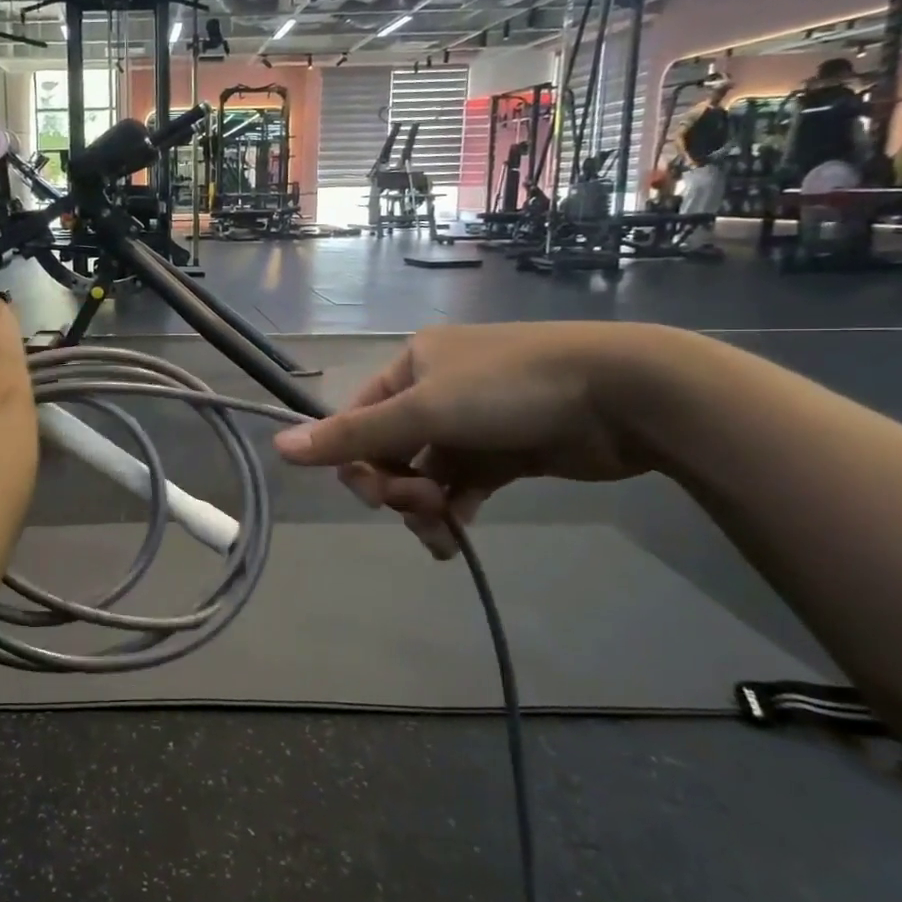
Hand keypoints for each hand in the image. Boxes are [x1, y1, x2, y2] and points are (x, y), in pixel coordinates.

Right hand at [272, 322, 669, 558]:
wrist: (624, 393)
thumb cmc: (509, 388)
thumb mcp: (422, 410)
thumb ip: (351, 436)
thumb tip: (278, 447)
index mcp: (411, 366)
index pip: (358, 419)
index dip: (357, 461)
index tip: (376, 495)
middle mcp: (437, 389)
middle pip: (391, 449)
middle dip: (397, 486)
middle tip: (420, 507)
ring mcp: (474, 421)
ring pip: (426, 472)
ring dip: (425, 506)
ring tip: (444, 531)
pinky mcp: (508, 451)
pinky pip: (462, 484)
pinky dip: (455, 510)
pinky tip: (459, 534)